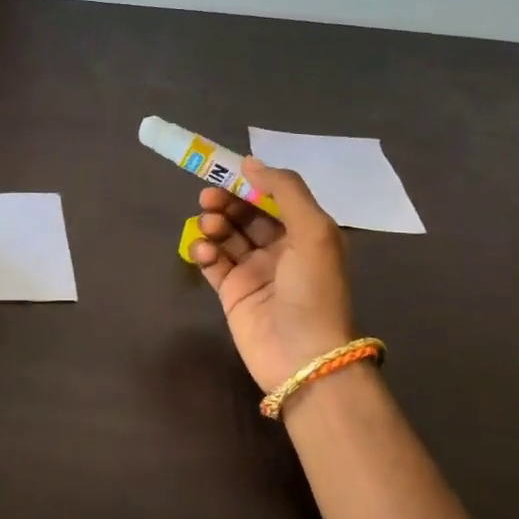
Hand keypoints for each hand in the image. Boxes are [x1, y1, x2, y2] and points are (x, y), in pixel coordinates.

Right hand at [190, 158, 356, 391]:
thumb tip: (251, 162)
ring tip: (208, 226)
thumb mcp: (313, 231)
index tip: (226, 171)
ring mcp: (254, 271)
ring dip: (215, 224)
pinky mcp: (231, 292)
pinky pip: (213, 262)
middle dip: (227, 202)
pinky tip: (205, 252)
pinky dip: (205, 252)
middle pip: (247, 214)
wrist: (302, 356)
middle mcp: (281, 249)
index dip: (251, 183)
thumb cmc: (313, 290)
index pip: (274, 198)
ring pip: (227, 235)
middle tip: (208, 197)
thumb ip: (285, 191)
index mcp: (306, 233)